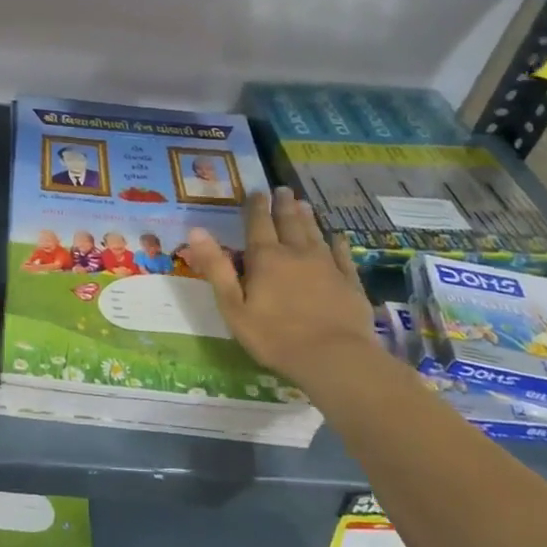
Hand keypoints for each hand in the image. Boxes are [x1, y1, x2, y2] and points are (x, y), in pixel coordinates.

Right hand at [186, 189, 379, 383]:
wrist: (334, 358)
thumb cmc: (274, 336)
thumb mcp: (233, 306)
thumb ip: (216, 267)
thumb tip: (196, 230)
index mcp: (265, 258)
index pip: (258, 224)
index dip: (256, 207)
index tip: (256, 191)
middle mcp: (296, 254)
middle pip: (289, 222)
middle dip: (284, 205)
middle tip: (283, 189)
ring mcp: (327, 266)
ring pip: (314, 233)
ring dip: (307, 217)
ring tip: (304, 203)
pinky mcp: (350, 282)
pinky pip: (342, 256)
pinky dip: (338, 244)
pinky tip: (338, 237)